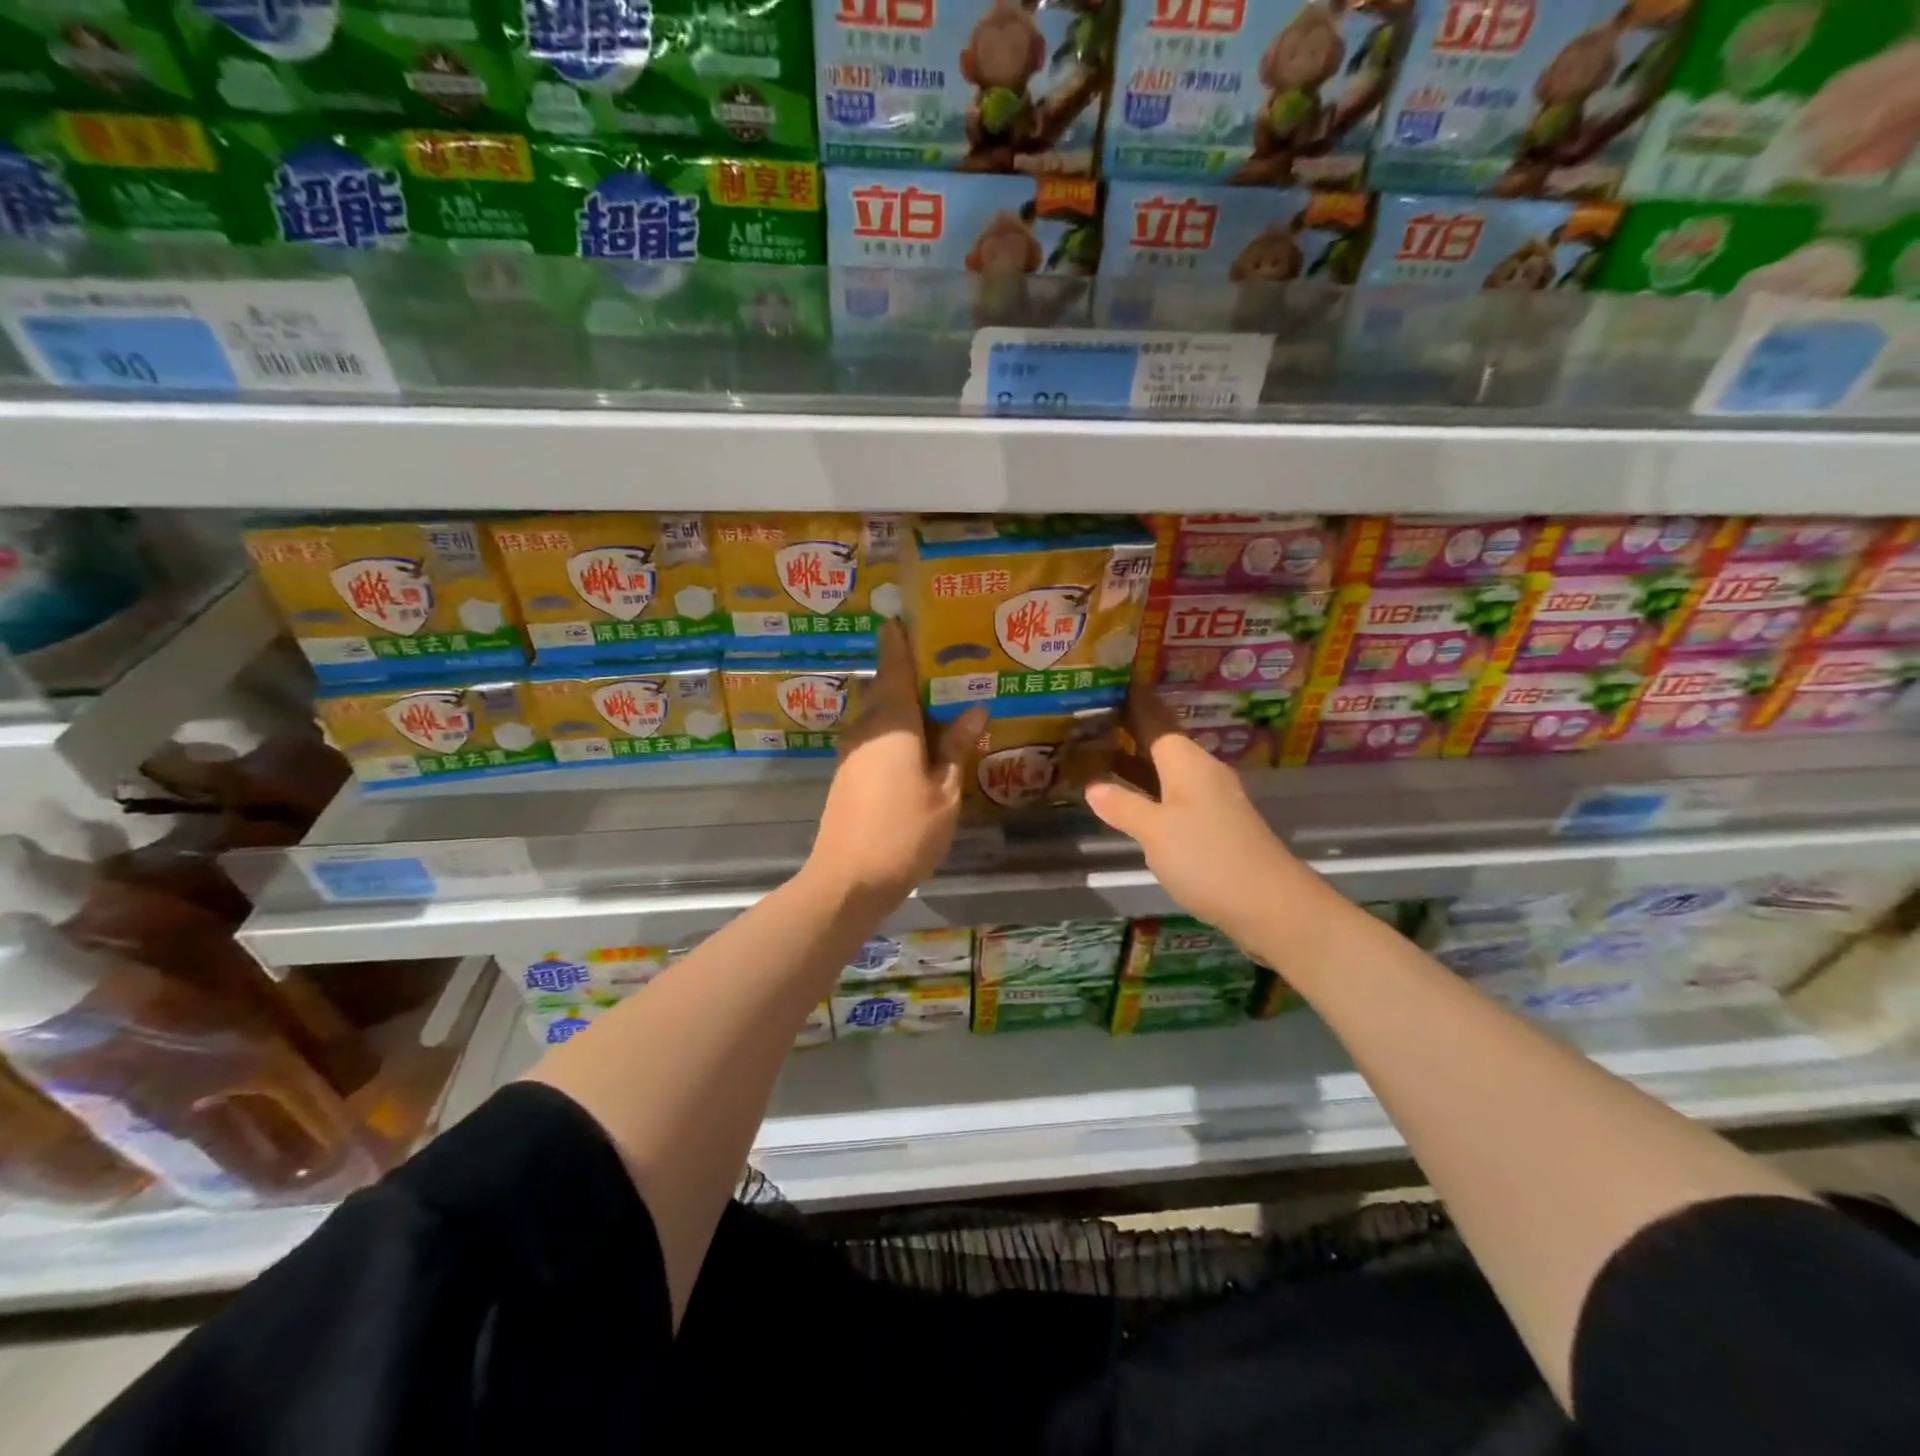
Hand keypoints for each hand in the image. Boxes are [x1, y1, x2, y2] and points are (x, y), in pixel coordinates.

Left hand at [804, 621, 986, 909]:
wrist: (848, 880)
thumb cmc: (904, 832)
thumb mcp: (944, 791)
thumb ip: (956, 748)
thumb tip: (974, 711)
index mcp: (892, 723)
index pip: (894, 667)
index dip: (898, 641)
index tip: (902, 616)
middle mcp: (866, 728)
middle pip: (885, 688)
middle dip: (907, 672)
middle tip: (942, 663)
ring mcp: (852, 752)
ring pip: (879, 714)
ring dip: (903, 704)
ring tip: (939, 702)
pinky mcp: (848, 774)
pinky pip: (875, 736)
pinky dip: (896, 729)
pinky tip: (920, 742)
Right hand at [1084, 692, 1310, 948]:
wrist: (1271, 905)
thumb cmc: (1207, 858)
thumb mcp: (1155, 832)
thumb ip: (1123, 806)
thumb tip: (1094, 786)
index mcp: (1186, 762)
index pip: (1154, 719)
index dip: (1132, 702)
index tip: (1108, 684)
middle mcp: (1201, 772)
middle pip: (1160, 742)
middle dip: (1128, 731)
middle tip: (1089, 720)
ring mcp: (1211, 799)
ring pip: (1166, 770)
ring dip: (1136, 763)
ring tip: (1098, 755)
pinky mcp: (1215, 826)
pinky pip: (1174, 795)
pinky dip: (1149, 790)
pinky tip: (1130, 801)